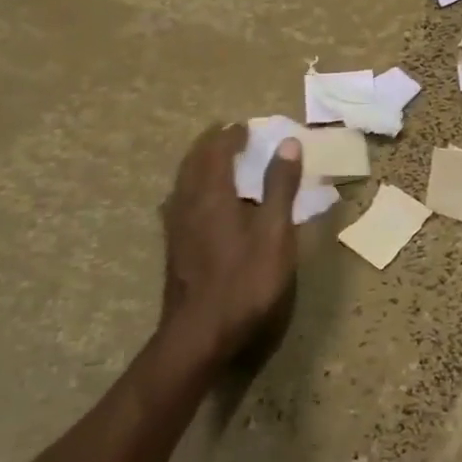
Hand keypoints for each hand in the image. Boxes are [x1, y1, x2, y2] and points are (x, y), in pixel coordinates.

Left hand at [157, 123, 302, 371]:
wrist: (199, 335)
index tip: (247, 126)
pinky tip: (200, 202)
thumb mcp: (274, 233)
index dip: (232, 135)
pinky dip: (192, 187)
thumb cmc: (245, 281)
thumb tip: (287, 144)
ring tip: (215, 160)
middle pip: (193, 162)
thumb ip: (280, 187)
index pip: (217, 151)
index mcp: (213, 195)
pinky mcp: (174, 248)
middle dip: (210, 144)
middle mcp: (188, 204)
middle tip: (228, 134)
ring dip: (198, 164)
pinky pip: (180, 202)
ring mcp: (176, 228)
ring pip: (182, 182)